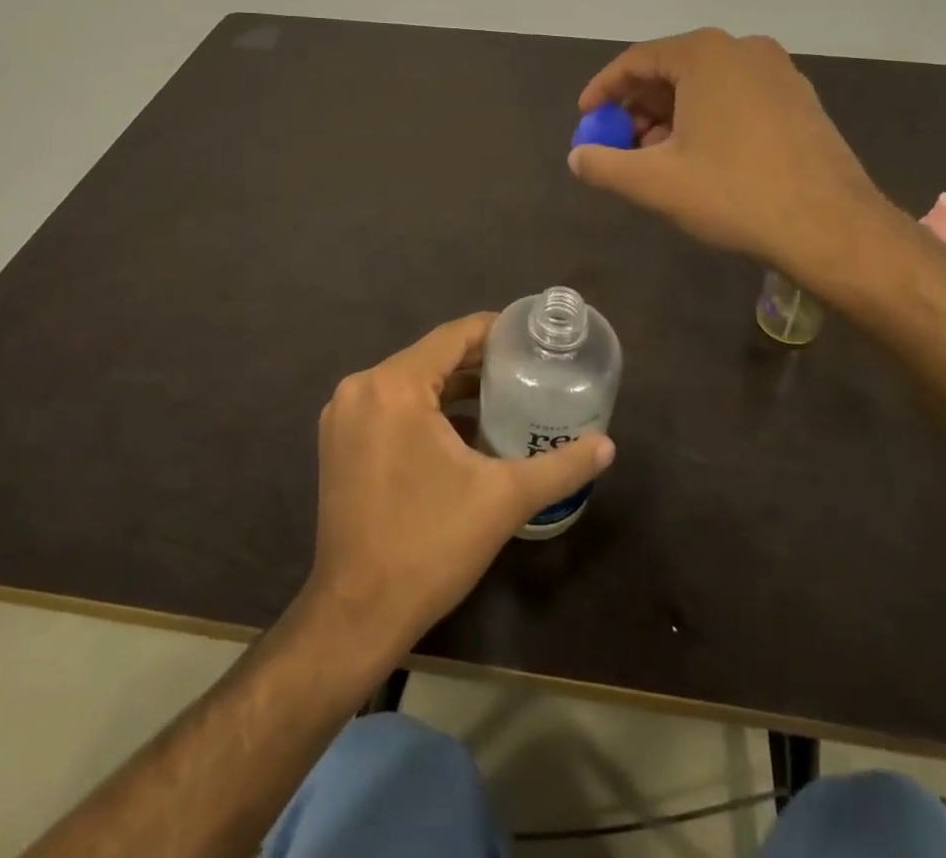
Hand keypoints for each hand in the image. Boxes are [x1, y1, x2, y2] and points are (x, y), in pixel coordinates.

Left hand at [304, 314, 616, 661]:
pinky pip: (390, 406)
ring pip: (410, 383)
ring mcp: (343, 416)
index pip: (453, 336)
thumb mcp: (504, 500)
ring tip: (504, 396)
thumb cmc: (429, 546)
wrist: (356, 615)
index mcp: (394, 386)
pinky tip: (463, 431)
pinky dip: (425, 410)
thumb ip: (560, 466)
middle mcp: (361, 388)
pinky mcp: (338, 442)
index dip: (495, 330)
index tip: (532, 337)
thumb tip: (607, 445)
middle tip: (527, 370)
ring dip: (453, 388)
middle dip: (479, 362)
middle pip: (431, 357)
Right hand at [568, 28, 893, 281]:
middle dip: (637, 108)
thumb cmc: (734, 193)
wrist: (831, 227)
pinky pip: (735, 97)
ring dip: (670, 117)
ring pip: (704, 85)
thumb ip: (603, 165)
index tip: (586, 118)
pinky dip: (705, 119)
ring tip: (655, 159)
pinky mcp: (799, 99)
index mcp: (705, 55)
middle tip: (619, 145)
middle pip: (671, 70)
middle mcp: (743, 49)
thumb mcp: (654, 182)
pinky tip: (699, 158)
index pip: (636, 60)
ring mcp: (778, 72)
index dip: (603, 90)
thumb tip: (576, 158)